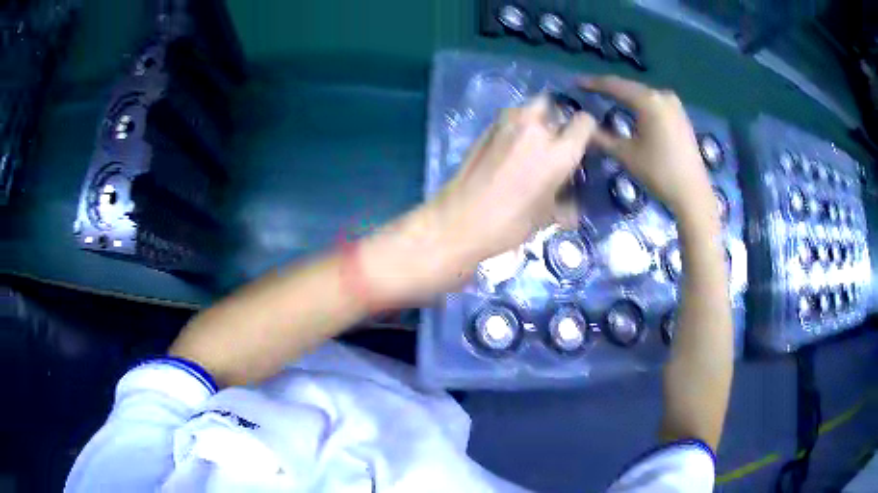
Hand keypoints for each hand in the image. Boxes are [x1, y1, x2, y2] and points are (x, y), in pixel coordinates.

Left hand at [428, 94, 597, 262]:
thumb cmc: (508, 224)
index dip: (587, 130)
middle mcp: (535, 129)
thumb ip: (565, 202)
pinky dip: (515, 126)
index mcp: (558, 152)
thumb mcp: (546, 217)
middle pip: (553, 103)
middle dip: (557, 117)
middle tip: (555, 139)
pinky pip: (509, 118)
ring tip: (531, 143)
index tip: (583, 142)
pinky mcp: (485, 128)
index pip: (584, 122)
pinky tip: (509, 148)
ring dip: (534, 119)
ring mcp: (506, 124)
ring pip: (528, 107)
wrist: (458, 220)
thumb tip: (573, 207)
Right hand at [583, 76, 713, 215]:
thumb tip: (582, 127)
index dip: (593, 83)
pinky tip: (630, 108)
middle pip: (630, 87)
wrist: (692, 193)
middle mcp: (662, 95)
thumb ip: (601, 138)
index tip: (576, 82)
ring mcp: (674, 104)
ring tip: (606, 97)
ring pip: (643, 94)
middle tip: (588, 89)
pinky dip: (639, 103)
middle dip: (609, 88)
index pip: (614, 85)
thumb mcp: (626, 154)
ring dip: (625, 95)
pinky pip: (654, 102)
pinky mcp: (680, 115)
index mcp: (648, 100)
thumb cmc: (659, 172)